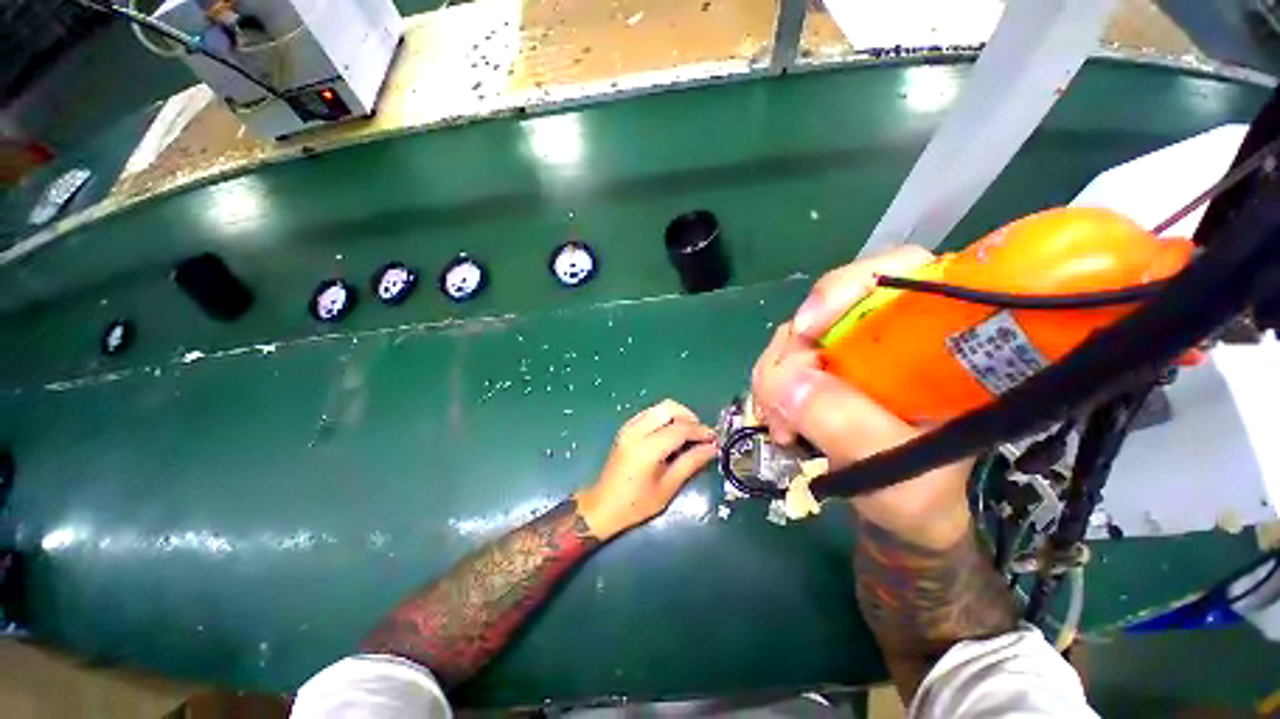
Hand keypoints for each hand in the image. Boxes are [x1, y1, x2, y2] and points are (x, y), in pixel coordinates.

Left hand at [575, 400, 717, 539]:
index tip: (714, 438)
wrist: (603, 506)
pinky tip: (670, 434)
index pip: (680, 428)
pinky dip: (664, 418)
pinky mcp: (625, 428)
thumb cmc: (636, 504)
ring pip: (659, 407)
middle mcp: (636, 431)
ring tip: (688, 435)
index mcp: (647, 448)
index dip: (700, 431)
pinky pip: (650, 413)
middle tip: (700, 435)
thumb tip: (712, 448)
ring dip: (677, 415)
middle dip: (689, 417)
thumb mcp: (667, 487)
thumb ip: (690, 463)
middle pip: (669, 408)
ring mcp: (628, 427)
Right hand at [751, 247, 972, 548]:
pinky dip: (772, 388)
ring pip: (798, 337)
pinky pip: (786, 363)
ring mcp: (854, 352)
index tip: (805, 331)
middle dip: (791, 351)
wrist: (914, 520)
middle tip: (778, 402)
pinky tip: (777, 421)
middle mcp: (893, 334)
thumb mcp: (905, 475)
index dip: (843, 290)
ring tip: (779, 426)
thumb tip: (785, 382)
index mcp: (942, 340)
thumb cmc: (933, 500)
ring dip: (775, 376)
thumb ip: (850, 429)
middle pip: (827, 308)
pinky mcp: (828, 371)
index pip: (898, 273)